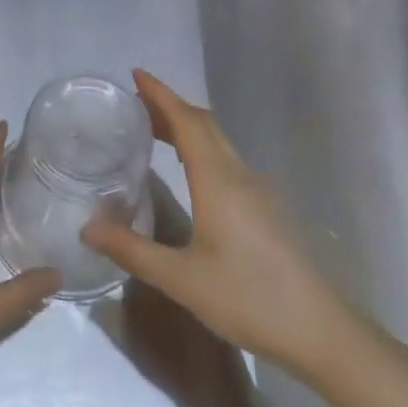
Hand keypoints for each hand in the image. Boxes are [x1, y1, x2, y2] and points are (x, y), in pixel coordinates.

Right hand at [81, 71, 359, 375]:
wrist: (320, 332)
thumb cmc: (249, 299)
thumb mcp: (182, 280)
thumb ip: (132, 250)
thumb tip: (86, 228)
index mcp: (218, 180)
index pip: (186, 121)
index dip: (161, 94)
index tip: (135, 74)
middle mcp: (239, 174)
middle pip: (203, 124)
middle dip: (169, 106)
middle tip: (134, 103)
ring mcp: (257, 189)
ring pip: (218, 140)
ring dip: (186, 126)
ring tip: (152, 129)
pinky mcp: (266, 207)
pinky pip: (226, 158)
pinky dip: (200, 146)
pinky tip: (188, 169)